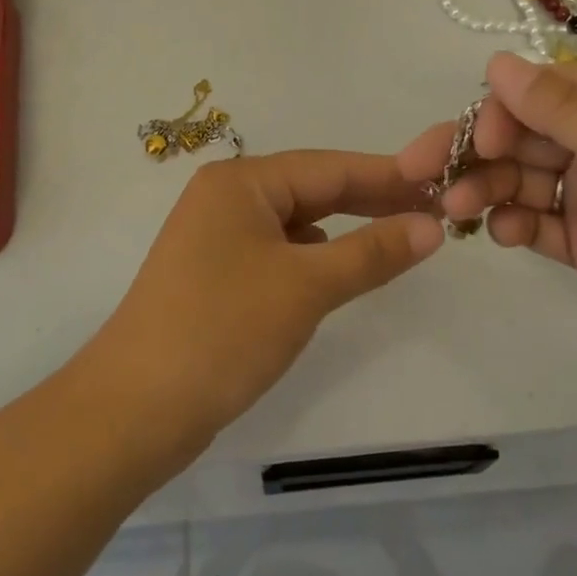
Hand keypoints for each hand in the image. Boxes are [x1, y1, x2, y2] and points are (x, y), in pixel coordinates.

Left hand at [80, 151, 442, 457]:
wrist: (134, 409)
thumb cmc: (223, 331)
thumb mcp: (306, 286)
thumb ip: (372, 252)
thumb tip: (433, 225)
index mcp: (240, 182)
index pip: (329, 167)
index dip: (388, 176)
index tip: (442, 182)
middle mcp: (225, 197)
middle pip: (311, 189)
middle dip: (369, 201)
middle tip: (432, 211)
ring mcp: (215, 236)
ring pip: (295, 222)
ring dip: (344, 229)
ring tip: (397, 237)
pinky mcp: (214, 274)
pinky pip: (277, 251)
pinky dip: (313, 257)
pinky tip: (336, 270)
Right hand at [397, 53, 576, 386]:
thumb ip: (567, 112)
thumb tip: (496, 64)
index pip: (542, 93)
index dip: (499, 110)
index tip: (477, 141)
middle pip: (520, 136)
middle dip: (473, 151)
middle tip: (422, 175)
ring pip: (520, 180)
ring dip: (484, 189)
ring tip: (456, 211)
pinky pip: (536, 225)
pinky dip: (511, 225)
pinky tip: (503, 236)